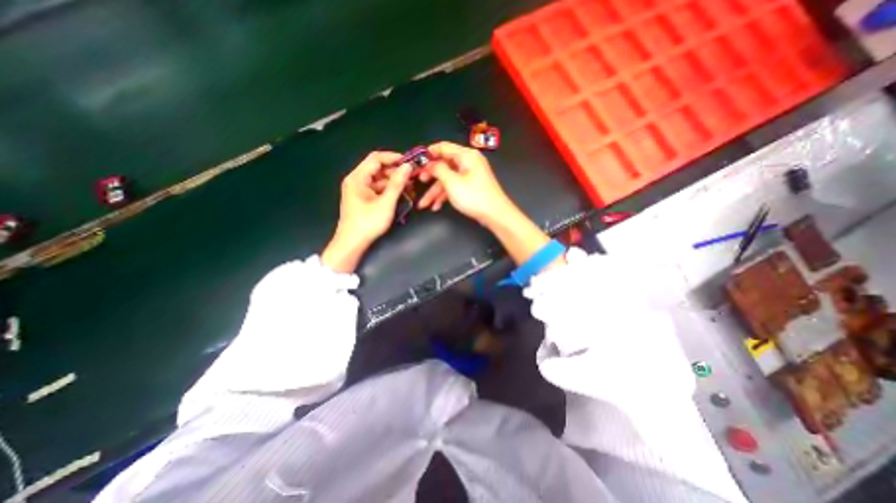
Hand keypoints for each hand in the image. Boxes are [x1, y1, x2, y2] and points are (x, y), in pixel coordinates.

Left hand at [321, 151, 412, 272]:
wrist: (352, 244)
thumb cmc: (367, 223)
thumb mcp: (385, 203)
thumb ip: (397, 184)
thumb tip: (408, 166)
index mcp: (357, 178)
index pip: (376, 158)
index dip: (394, 158)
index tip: (410, 163)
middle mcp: (356, 180)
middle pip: (378, 169)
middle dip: (396, 172)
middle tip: (412, 179)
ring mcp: (359, 190)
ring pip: (379, 180)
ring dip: (394, 182)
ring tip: (410, 189)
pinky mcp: (363, 199)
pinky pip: (378, 189)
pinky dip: (389, 191)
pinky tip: (401, 195)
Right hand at [423, 141, 514, 227]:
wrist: (495, 214)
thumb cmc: (473, 196)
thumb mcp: (452, 182)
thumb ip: (438, 169)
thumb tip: (428, 163)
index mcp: (466, 155)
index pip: (443, 147)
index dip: (428, 153)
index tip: (416, 161)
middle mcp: (468, 162)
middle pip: (444, 165)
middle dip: (430, 176)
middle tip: (419, 182)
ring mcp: (470, 175)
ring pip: (448, 179)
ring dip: (435, 191)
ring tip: (424, 204)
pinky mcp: (471, 186)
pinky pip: (454, 187)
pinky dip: (445, 195)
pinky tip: (436, 206)